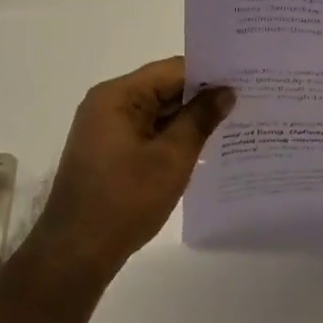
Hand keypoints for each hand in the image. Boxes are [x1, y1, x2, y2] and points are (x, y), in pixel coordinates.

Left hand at [28, 58, 234, 283]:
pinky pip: (146, 133)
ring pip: (155, 113)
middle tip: (247, 102)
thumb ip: (200, 120)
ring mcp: (105, 129)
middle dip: (201, 97)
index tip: (245, 81)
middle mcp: (108, 104)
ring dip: (188, 120)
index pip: (171, 70)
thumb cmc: (125, 200)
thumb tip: (225, 91)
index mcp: (118, 95)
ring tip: (233, 125)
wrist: (76, 252)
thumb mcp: (171, 158)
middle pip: (162, 89)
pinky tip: (202, 150)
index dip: (209, 74)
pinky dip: (171, 138)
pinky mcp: (107, 152)